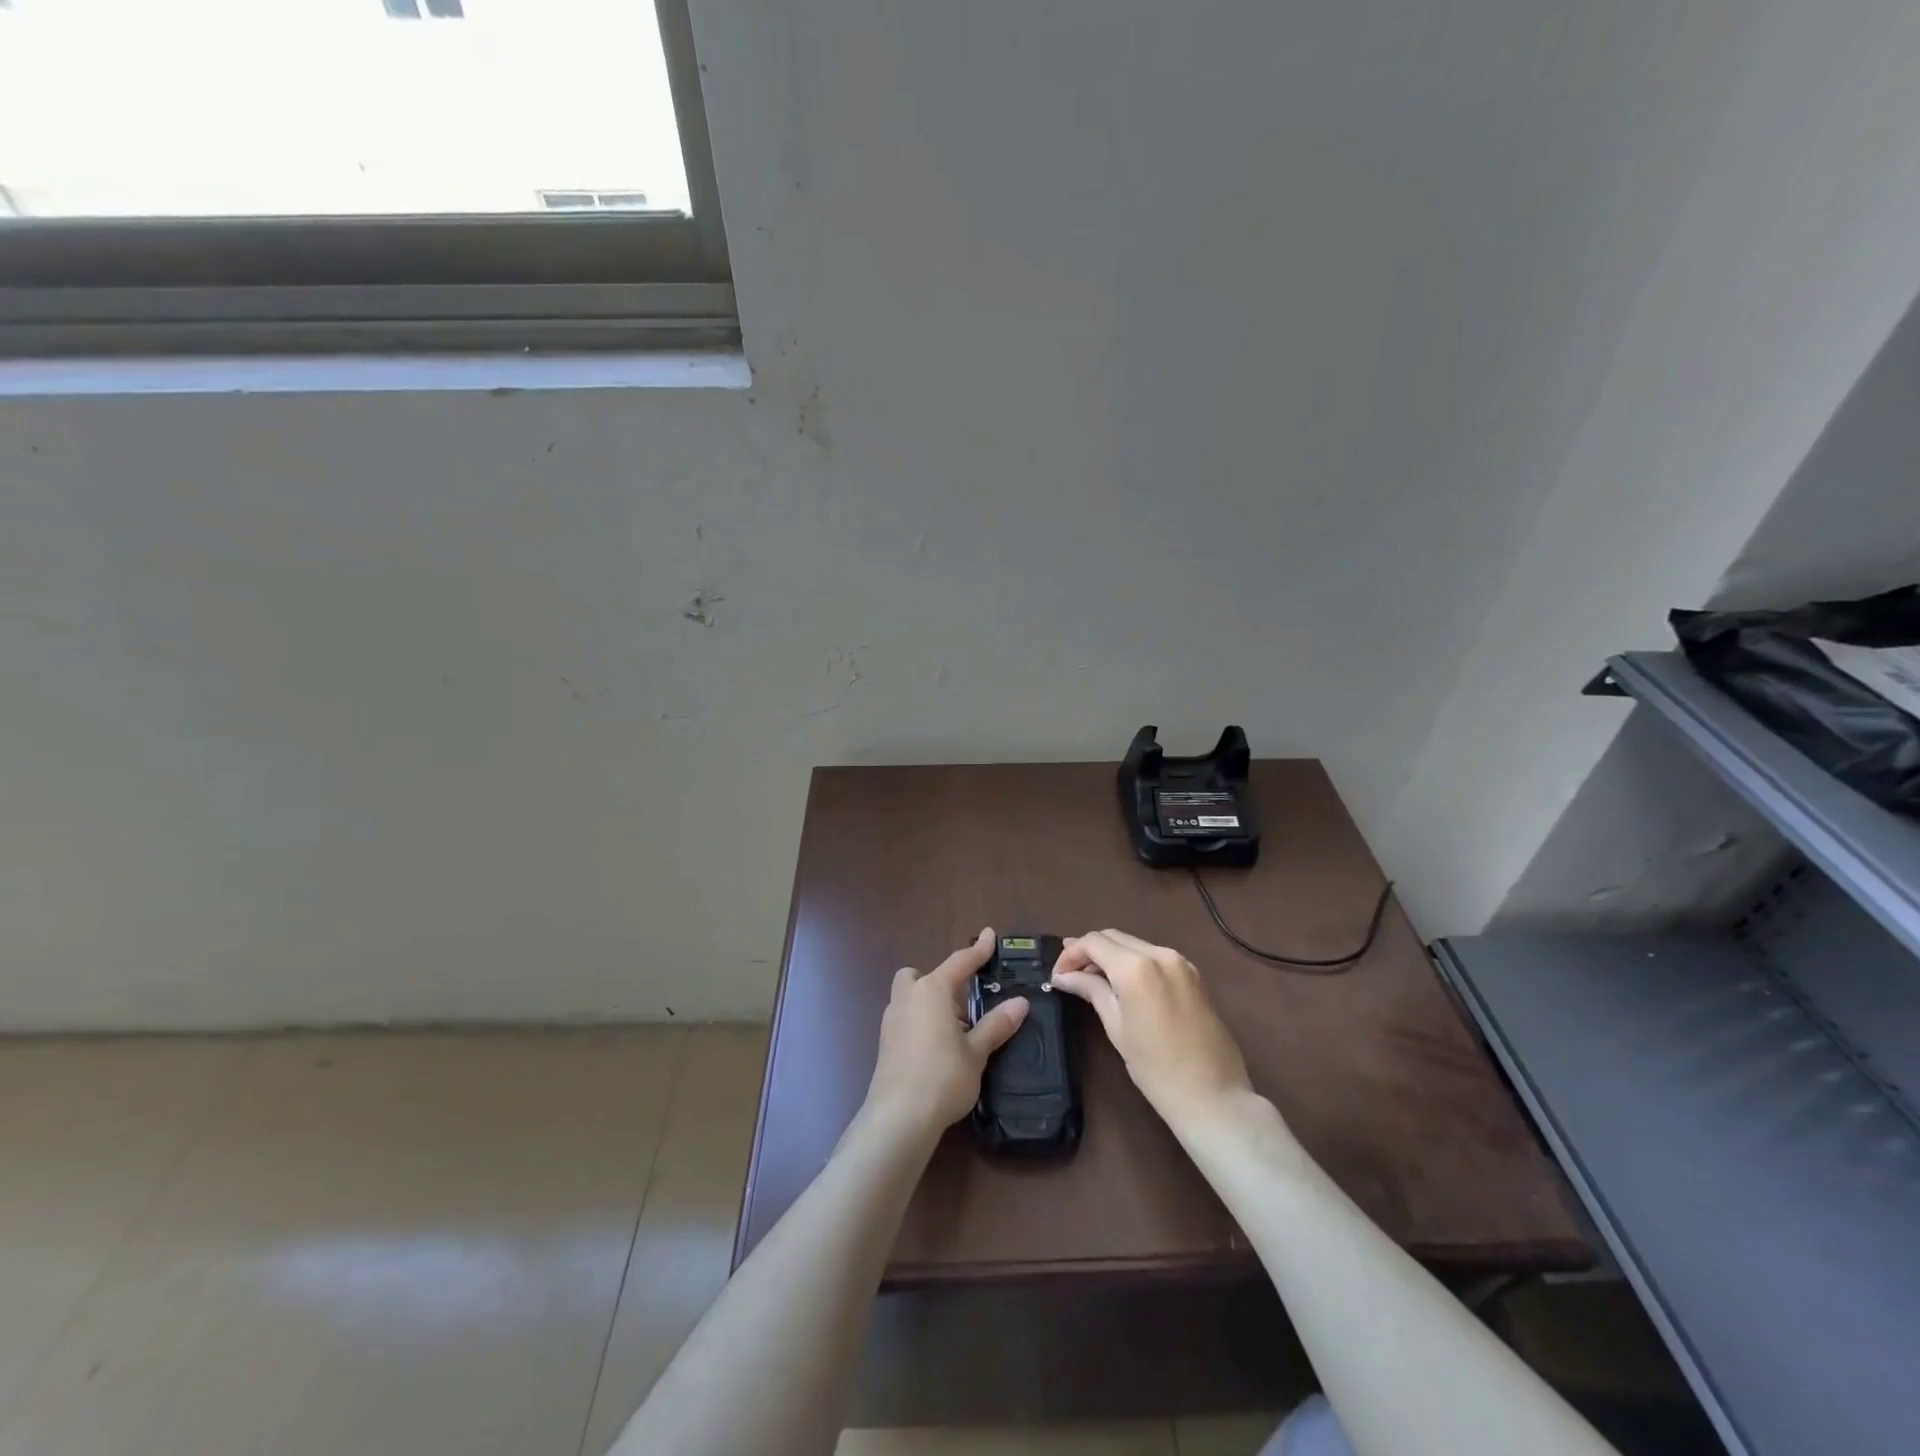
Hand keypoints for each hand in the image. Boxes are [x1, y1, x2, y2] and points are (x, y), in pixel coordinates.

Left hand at [863, 928, 1029, 1140]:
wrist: (899, 1117)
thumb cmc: (943, 1076)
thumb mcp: (976, 1051)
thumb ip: (997, 1024)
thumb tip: (1021, 1002)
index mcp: (932, 990)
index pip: (960, 962)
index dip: (979, 949)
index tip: (991, 934)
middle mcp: (908, 997)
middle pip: (920, 975)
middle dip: (938, 980)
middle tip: (962, 1002)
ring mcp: (892, 1019)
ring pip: (909, 996)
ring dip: (928, 1002)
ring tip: (954, 1028)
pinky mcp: (885, 1042)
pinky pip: (905, 1018)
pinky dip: (920, 1022)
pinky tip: (936, 1047)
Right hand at [1052, 929, 1254, 1129]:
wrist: (1213, 1096)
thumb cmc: (1156, 1068)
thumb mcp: (1116, 1027)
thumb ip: (1091, 991)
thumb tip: (1063, 976)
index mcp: (1137, 966)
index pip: (1093, 942)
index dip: (1071, 954)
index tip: (1057, 976)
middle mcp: (1159, 953)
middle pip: (1113, 937)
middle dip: (1088, 951)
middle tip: (1069, 974)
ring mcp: (1180, 962)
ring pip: (1133, 944)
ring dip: (1110, 955)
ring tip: (1092, 978)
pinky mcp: (1192, 974)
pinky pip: (1153, 956)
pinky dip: (1132, 961)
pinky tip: (1122, 983)